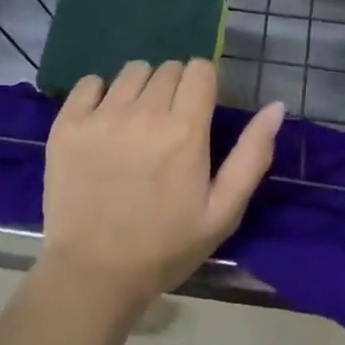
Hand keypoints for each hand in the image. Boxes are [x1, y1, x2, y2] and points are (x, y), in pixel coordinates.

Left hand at [40, 60, 282, 315]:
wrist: (93, 276)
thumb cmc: (166, 246)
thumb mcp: (223, 211)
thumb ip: (252, 154)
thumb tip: (276, 106)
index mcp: (185, 129)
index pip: (200, 68)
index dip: (203, 84)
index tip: (199, 109)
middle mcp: (144, 112)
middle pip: (168, 68)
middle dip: (174, 88)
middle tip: (168, 126)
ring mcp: (102, 116)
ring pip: (132, 71)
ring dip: (141, 89)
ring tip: (136, 123)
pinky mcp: (68, 125)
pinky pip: (90, 83)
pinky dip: (100, 94)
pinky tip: (104, 123)